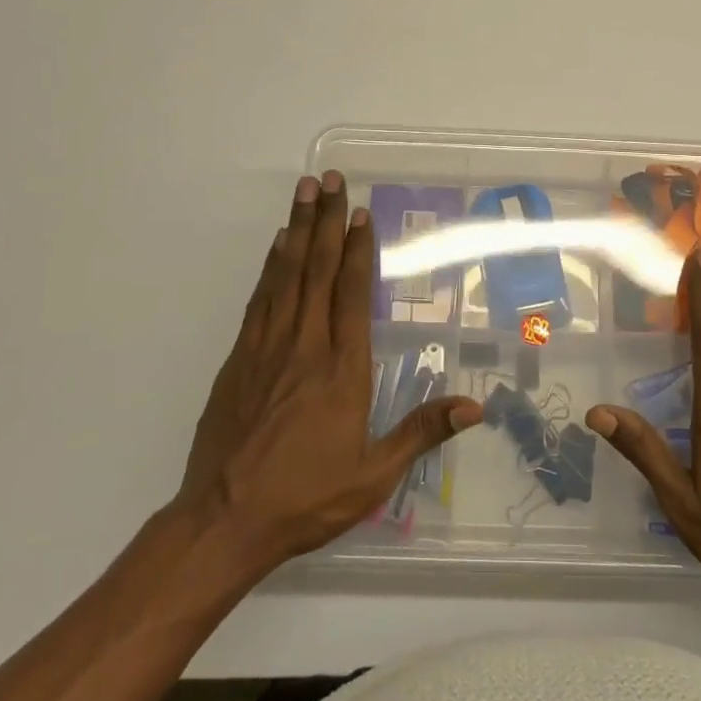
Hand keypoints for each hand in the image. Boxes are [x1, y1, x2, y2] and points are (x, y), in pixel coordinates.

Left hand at [175, 172, 480, 574]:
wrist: (223, 520)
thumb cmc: (305, 498)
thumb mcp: (373, 476)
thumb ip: (421, 433)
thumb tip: (476, 406)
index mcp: (341, 370)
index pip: (352, 296)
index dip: (359, 252)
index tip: (361, 215)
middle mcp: (305, 347)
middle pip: (318, 271)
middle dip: (327, 222)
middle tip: (331, 180)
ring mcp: (267, 348)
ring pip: (286, 275)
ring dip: (298, 231)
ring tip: (305, 193)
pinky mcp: (239, 359)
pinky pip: (260, 299)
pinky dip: (271, 266)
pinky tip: (277, 246)